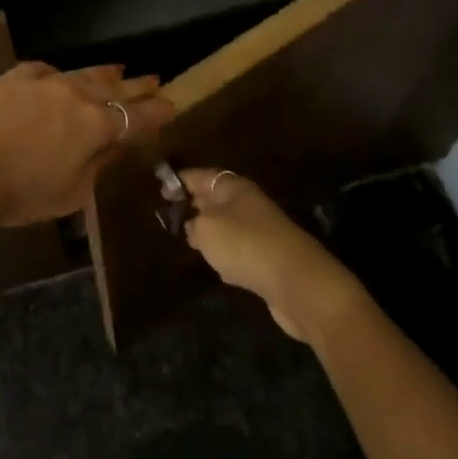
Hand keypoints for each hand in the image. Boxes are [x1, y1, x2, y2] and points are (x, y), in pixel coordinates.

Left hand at [0, 63, 172, 225]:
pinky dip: (61, 74)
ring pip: (84, 73)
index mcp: (97, 126)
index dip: (158, 112)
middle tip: (154, 80)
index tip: (173, 105)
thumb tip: (114, 148)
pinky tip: (61, 75)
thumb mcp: (71, 193)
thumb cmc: (21, 191)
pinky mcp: (17, 76)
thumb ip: (98, 167)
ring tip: (119, 69)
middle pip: (116, 88)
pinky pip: (47, 70)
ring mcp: (46, 81)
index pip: (137, 117)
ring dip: (105, 73)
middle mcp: (77, 96)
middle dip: (137, 87)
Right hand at [181, 169, 363, 342]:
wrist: (297, 282)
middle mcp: (248, 203)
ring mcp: (261, 231)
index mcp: (233, 188)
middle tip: (171, 216)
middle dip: (194, 205)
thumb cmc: (245, 245)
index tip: (161, 190)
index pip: (201, 176)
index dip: (180, 181)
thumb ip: (192, 223)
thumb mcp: (206, 229)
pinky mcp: (268, 259)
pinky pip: (240, 251)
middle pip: (215, 199)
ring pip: (227, 226)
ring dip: (210, 233)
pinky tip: (218, 269)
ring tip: (189, 241)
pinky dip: (227, 256)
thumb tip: (192, 225)